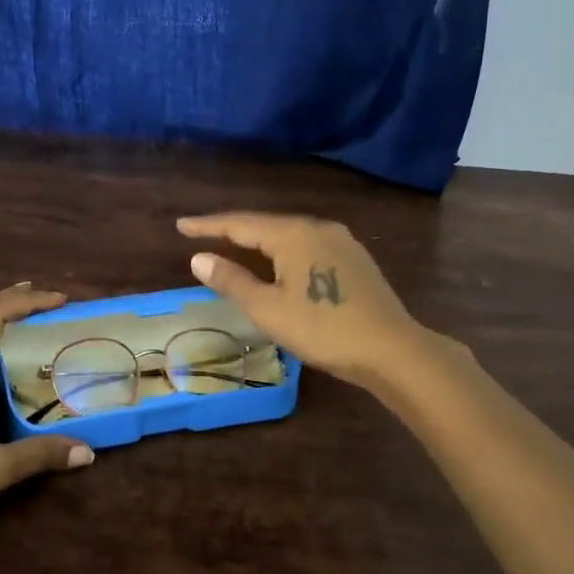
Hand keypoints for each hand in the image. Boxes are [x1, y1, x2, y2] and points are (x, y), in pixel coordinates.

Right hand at [178, 213, 432, 390]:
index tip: (181, 224)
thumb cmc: (323, 329)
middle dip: (232, 229)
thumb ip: (232, 280)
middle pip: (266, 225)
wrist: (392, 349)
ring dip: (259, 240)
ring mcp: (341, 241)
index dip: (208, 225)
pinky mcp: (355, 259)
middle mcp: (317, 227)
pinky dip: (283, 251)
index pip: (240, 224)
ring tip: (234, 244)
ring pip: (289, 235)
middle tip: (203, 233)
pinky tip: (279, 262)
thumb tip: (199, 258)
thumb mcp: (268, 309)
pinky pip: (308, 246)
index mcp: (293, 234)